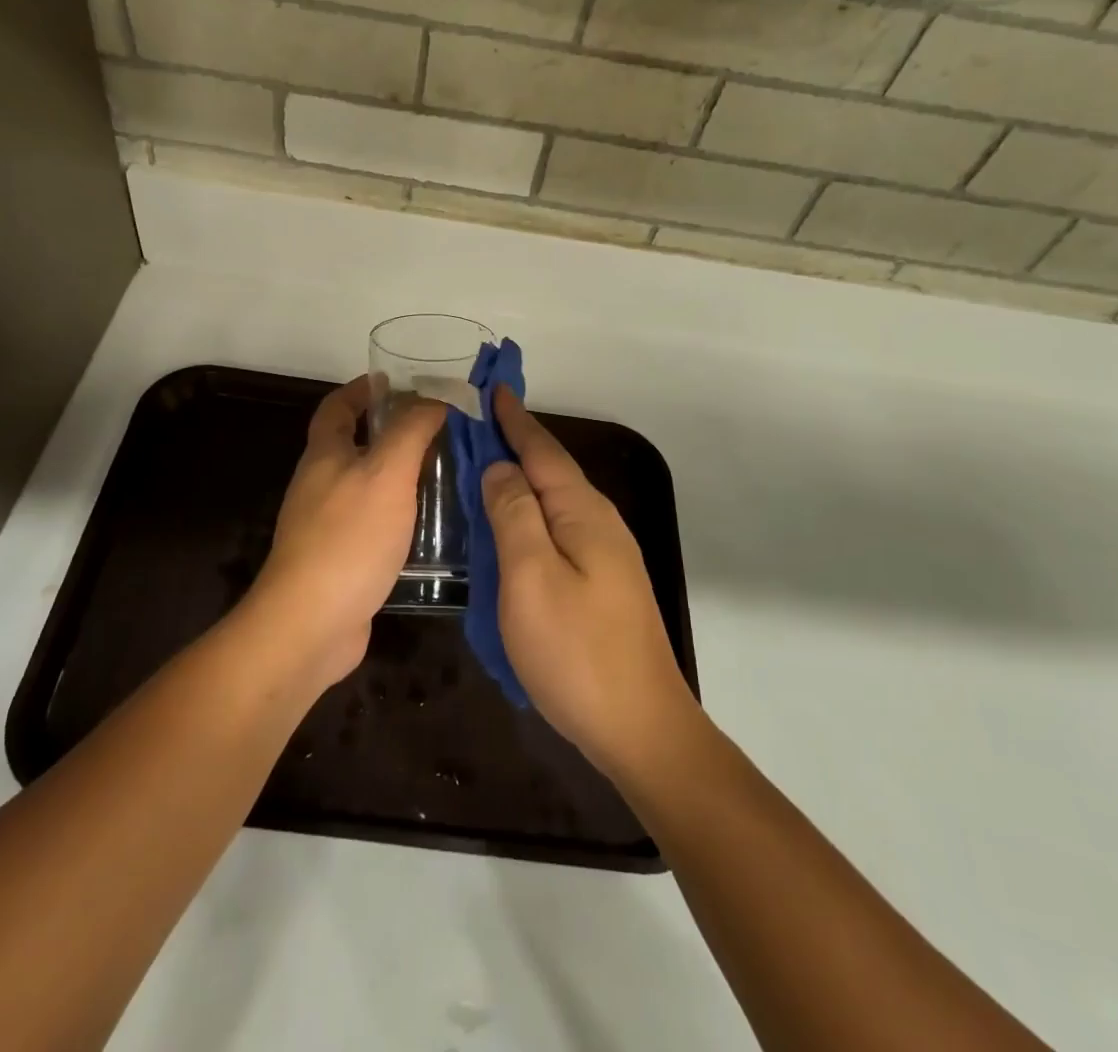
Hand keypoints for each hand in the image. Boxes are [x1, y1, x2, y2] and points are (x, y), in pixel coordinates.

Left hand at [242, 376, 445, 690]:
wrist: (311, 624)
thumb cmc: (348, 537)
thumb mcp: (386, 472)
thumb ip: (411, 431)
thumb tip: (434, 399)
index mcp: (324, 455)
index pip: (337, 407)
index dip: (362, 390)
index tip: (395, 381)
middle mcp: (320, 484)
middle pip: (352, 444)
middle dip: (389, 431)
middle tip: (437, 429)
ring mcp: (327, 525)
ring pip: (366, 485)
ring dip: (398, 474)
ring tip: (444, 472)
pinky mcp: (341, 560)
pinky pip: (373, 522)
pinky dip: (399, 513)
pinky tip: (430, 524)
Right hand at [482, 386, 697, 779]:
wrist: (641, 729)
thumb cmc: (576, 652)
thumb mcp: (531, 578)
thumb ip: (514, 515)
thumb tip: (500, 467)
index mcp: (583, 513)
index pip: (542, 452)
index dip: (514, 420)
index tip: (493, 388)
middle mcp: (600, 524)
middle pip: (551, 471)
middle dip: (517, 443)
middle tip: (477, 424)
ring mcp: (606, 556)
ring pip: (555, 502)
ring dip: (522, 479)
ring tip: (486, 467)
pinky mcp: (602, 584)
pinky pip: (558, 531)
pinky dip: (530, 514)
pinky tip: (513, 526)